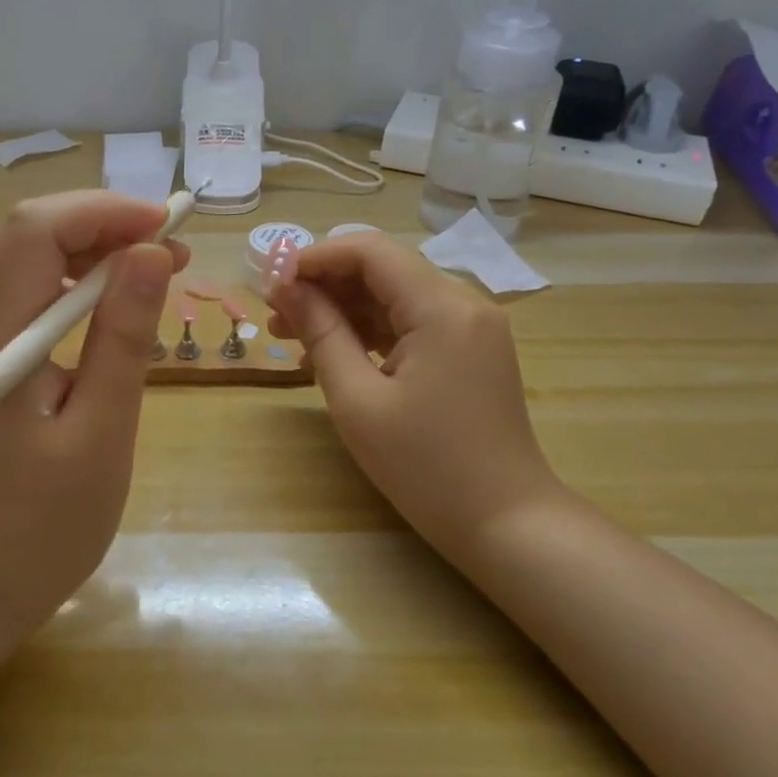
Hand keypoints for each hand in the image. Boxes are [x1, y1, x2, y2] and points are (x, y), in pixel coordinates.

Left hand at [0, 191, 184, 639]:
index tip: (168, 230)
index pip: (37, 229)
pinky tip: (95, 309)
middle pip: (22, 233)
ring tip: (138, 274)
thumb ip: (122, 337)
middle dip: (98, 227)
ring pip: (12, 256)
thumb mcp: (100, 432)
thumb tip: (149, 254)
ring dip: (77, 249)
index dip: (105, 213)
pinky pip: (9, 291)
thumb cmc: (41, 526)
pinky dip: (56, 280)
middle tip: (166, 256)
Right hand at [268, 231, 560, 563]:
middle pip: (382, 270)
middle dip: (324, 285)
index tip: (271, 282)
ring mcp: (471, 328)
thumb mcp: (358, 401)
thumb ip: (321, 333)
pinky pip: (410, 325)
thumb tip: (285, 288)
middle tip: (274, 314)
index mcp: (442, 308)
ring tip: (289, 336)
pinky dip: (368, 332)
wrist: (506, 524)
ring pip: (393, 297)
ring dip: (342, 309)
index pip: (370, 252)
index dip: (314, 257)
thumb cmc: (426, 467)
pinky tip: (330, 355)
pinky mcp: (469, 351)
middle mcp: (464, 304)